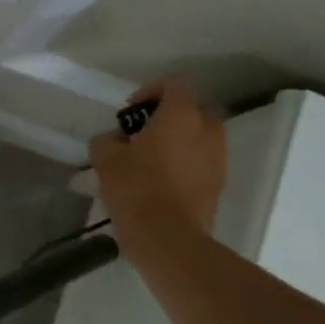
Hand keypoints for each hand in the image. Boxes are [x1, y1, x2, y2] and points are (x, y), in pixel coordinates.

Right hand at [90, 79, 226, 241]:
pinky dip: (185, 163)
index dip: (150, 91)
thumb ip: (107, 140)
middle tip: (141, 134)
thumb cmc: (136, 190)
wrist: (169, 239)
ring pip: (200, 136)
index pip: (174, 83)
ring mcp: (218, 157)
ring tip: (150, 160)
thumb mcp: (105, 159)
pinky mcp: (219, 183)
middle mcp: (207, 130)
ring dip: (178, 140)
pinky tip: (161, 182)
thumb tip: (115, 140)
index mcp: (181, 115)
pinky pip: (202, 161)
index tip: (129, 112)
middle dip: (167, 116)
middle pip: (191, 109)